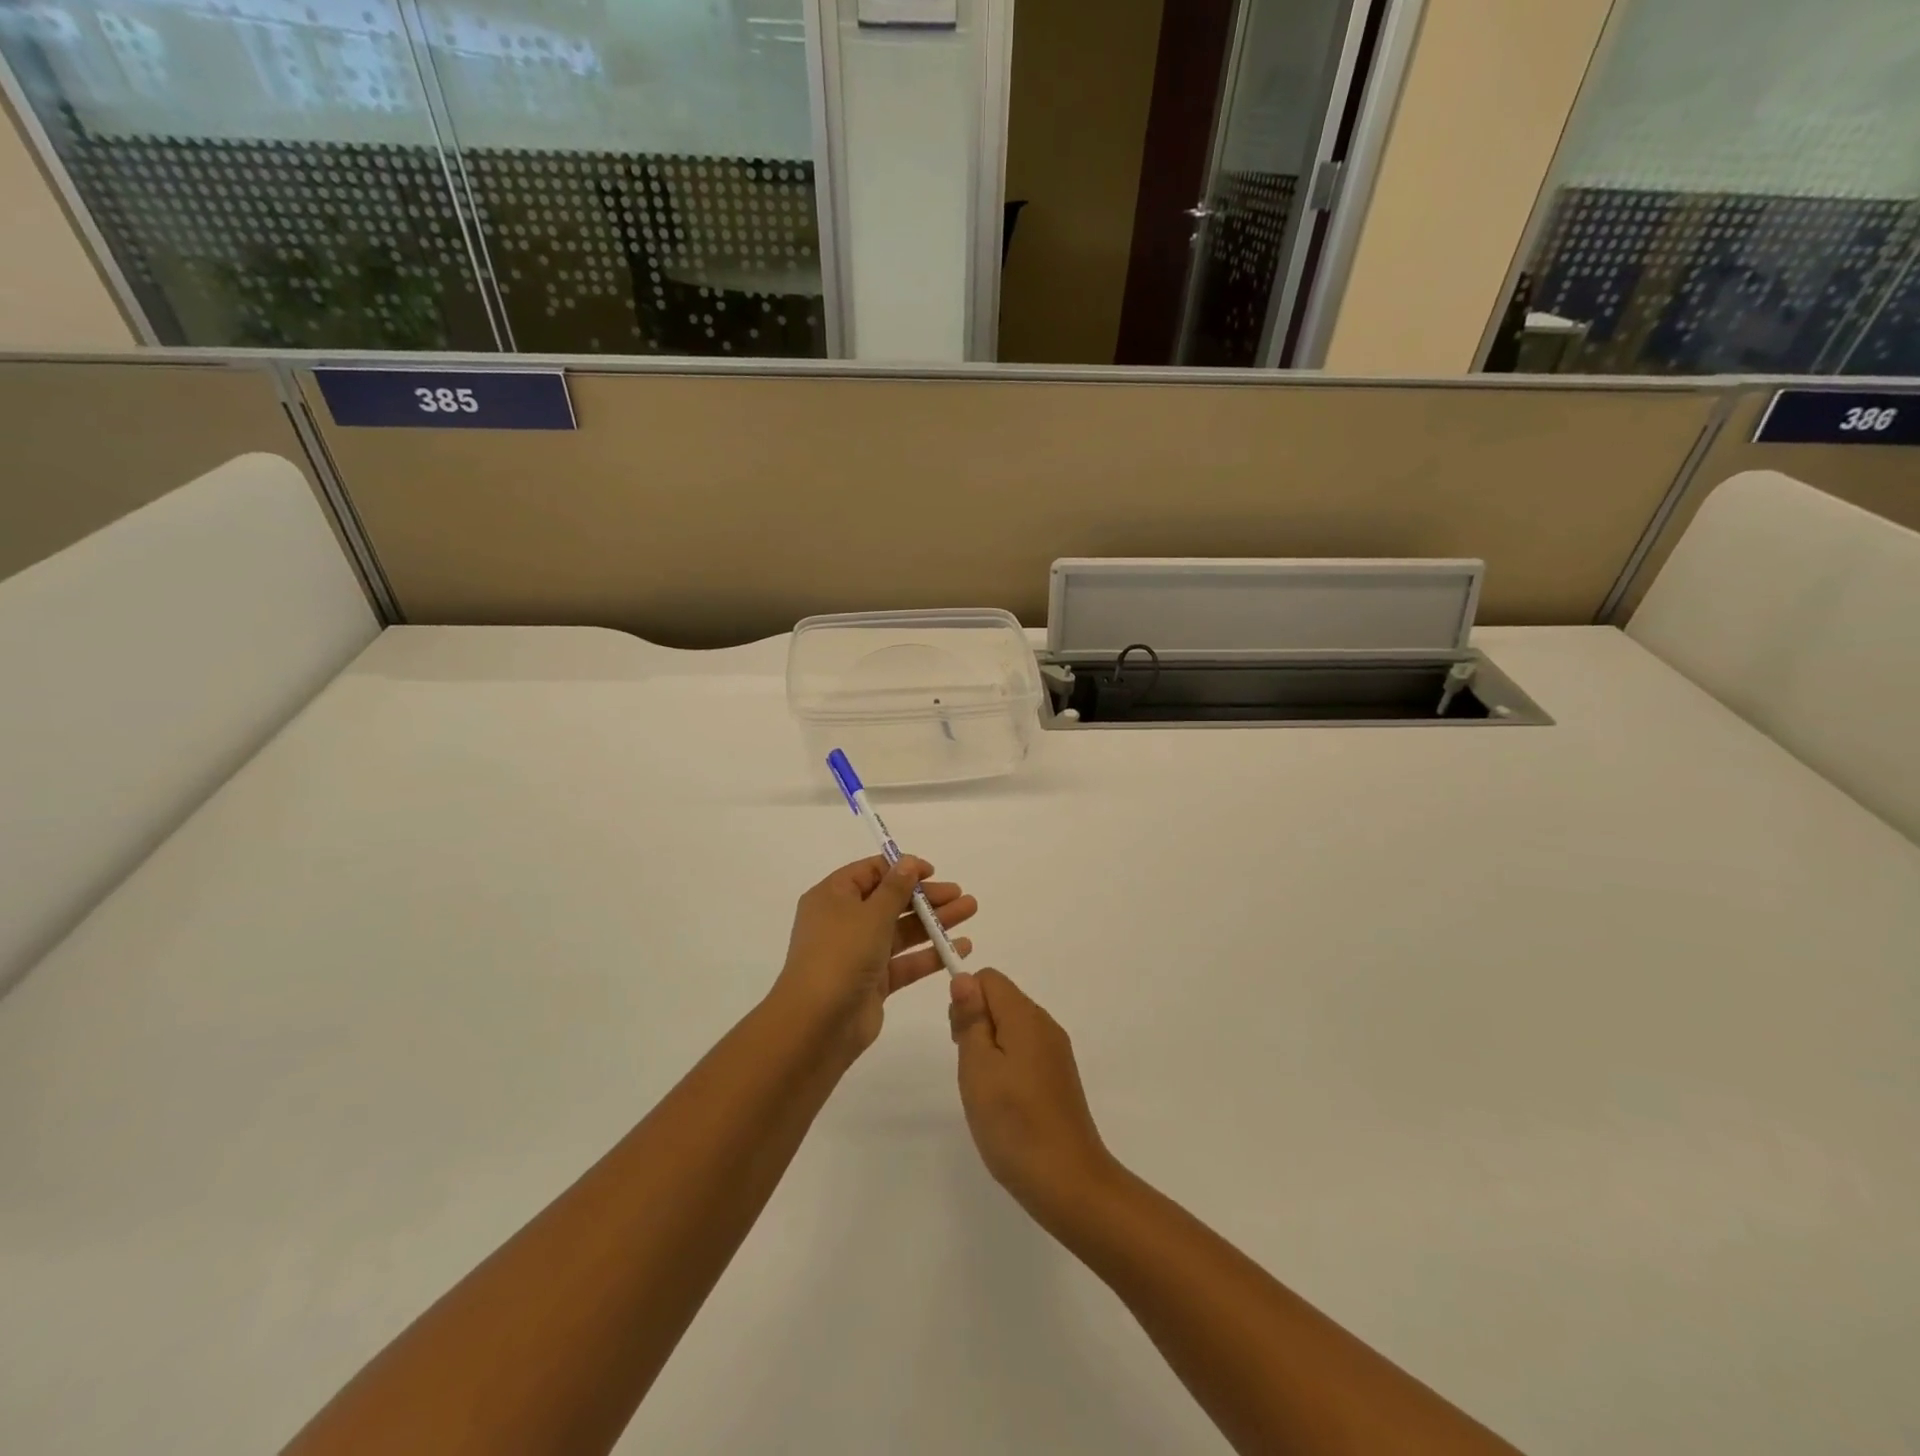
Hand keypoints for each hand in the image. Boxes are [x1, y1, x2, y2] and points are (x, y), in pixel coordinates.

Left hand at [772, 856, 976, 1058]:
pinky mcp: (874, 982)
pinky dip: (931, 954)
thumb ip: (895, 888)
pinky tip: (961, 947)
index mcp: (833, 897)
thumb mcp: (871, 914)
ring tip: (970, 911)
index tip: (932, 872)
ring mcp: (859, 953)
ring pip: (902, 931)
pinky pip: (906, 961)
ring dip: (935, 921)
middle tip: (960, 895)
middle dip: (926, 897)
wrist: (817, 1024)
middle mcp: (844, 922)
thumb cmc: (840, 955)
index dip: (901, 869)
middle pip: (891, 901)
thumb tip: (907, 861)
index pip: (870, 873)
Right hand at [948, 969, 1116, 1224]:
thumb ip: (971, 1019)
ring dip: (989, 1047)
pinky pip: (1025, 1050)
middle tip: (969, 1069)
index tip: (958, 1039)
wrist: (1068, 1182)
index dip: (965, 998)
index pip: (989, 978)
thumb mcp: (978, 1068)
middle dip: (975, 1023)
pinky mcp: (1059, 1076)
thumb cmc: (1014, 1123)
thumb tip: (964, 978)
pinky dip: (1007, 1064)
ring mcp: (1056, 1052)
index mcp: (1026, 1016)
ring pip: (1012, 1027)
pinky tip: (1004, 1101)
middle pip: (1001, 999)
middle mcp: (1045, 1025)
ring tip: (984, 1090)